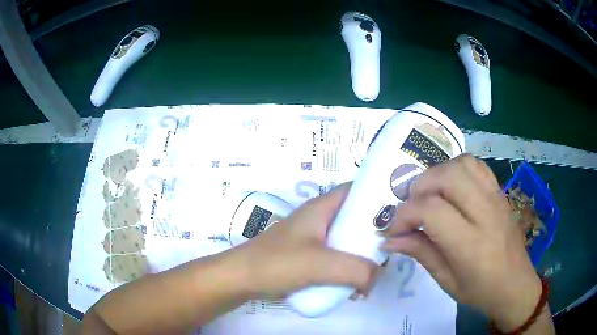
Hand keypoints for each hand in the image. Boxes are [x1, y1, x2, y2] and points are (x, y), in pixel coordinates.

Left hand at [231, 183, 377, 299]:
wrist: (241, 279)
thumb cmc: (276, 263)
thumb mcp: (320, 264)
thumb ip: (356, 270)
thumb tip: (378, 276)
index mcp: (322, 207)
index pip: (357, 190)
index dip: (379, 195)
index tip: (401, 213)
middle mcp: (320, 218)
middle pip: (356, 218)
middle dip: (374, 235)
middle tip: (390, 251)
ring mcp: (314, 238)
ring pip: (348, 241)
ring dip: (362, 257)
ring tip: (374, 275)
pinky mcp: (310, 256)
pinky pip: (338, 258)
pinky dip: (349, 269)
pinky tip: (355, 286)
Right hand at [381, 155, 541, 330]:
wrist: (516, 284)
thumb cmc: (480, 291)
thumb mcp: (447, 281)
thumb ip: (420, 253)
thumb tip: (390, 239)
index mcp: (471, 245)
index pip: (431, 211)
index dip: (405, 215)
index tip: (395, 230)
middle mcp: (485, 214)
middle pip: (447, 177)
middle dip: (419, 187)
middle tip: (411, 207)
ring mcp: (496, 198)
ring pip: (462, 164)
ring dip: (438, 174)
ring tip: (430, 195)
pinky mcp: (500, 192)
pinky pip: (477, 166)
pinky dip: (457, 169)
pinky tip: (452, 188)